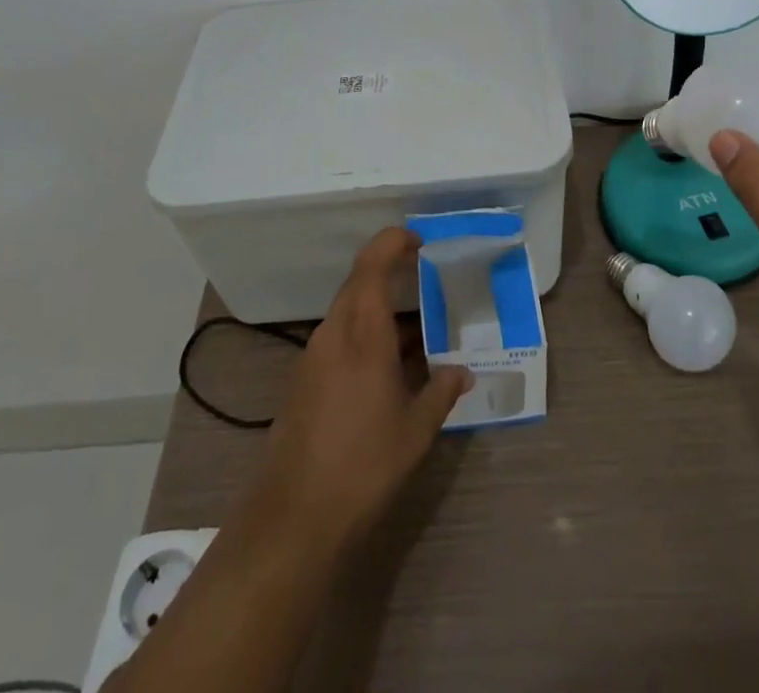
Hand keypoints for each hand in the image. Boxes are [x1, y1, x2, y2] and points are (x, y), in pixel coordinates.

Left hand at [245, 227, 471, 548]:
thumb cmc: (364, 464)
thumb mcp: (416, 430)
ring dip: (378, 309)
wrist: (294, 516)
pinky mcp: (303, 380)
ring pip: (348, 311)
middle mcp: (334, 334)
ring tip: (416, 329)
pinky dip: (364, 335)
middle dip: (390, 272)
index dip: (392, 242)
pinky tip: (387, 366)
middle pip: (359, 283)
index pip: (372, 265)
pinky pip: (338, 338)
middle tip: (425, 278)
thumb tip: (463, 371)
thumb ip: (441, 392)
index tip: (418, 240)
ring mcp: (313, 356)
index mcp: (363, 333)